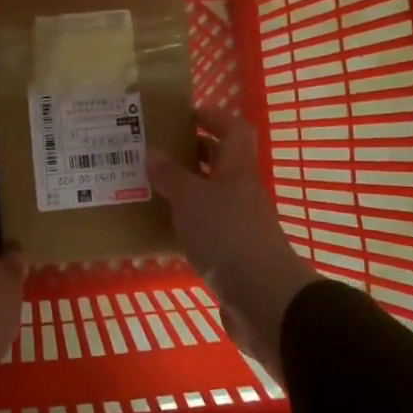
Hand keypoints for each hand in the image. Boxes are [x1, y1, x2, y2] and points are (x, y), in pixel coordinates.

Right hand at [149, 109, 316, 381]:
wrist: (261, 298)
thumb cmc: (227, 235)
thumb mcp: (191, 198)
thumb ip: (172, 175)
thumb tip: (154, 151)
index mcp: (238, 169)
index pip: (234, 130)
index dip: (214, 117)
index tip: (185, 114)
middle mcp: (242, 191)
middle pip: (221, 162)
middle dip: (193, 152)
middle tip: (157, 150)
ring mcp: (240, 223)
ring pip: (211, 195)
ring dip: (186, 188)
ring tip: (151, 185)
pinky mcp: (232, 252)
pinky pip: (207, 226)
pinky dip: (187, 221)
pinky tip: (162, 227)